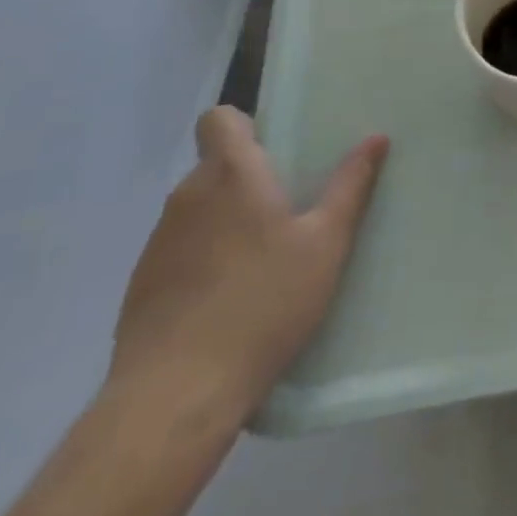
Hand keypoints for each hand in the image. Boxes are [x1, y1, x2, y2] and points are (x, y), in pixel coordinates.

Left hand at [108, 107, 387, 422]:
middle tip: (289, 211)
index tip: (276, 151)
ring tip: (262, 261)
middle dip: (248, 178)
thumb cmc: (264, 303)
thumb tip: (376, 138)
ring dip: (226, 220)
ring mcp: (157, 242)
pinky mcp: (140, 285)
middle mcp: (187, 196)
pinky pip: (179, 250)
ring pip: (198, 209)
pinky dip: (203, 259)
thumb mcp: (325, 243)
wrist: (176, 396)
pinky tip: (229, 300)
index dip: (244, 125)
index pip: (219, 118)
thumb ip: (350, 186)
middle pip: (216, 165)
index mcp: (232, 174)